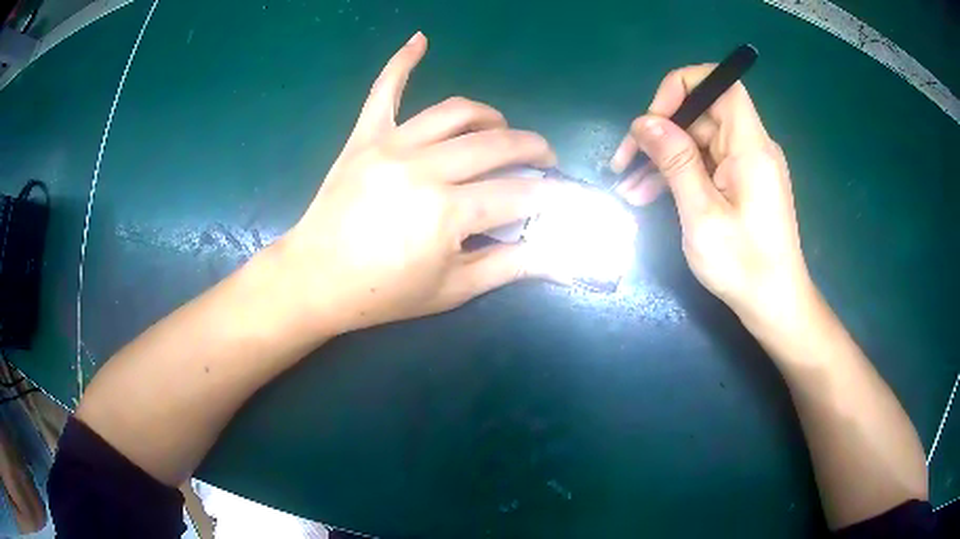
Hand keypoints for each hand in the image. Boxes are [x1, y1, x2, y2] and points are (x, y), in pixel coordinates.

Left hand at [273, 32, 568, 338]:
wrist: (315, 280)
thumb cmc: (384, 294)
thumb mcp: (453, 289)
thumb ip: (511, 266)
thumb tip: (561, 257)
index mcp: (447, 212)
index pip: (520, 195)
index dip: (551, 195)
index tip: (566, 196)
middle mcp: (424, 168)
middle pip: (496, 145)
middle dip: (533, 149)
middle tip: (545, 160)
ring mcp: (391, 145)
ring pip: (455, 112)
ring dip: (490, 117)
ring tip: (501, 130)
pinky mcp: (365, 137)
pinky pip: (385, 90)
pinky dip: (402, 62)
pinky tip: (420, 40)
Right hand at [611, 65, 813, 326]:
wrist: (775, 305)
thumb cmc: (744, 265)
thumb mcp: (702, 214)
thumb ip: (675, 161)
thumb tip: (644, 121)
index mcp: (750, 146)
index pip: (720, 84)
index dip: (683, 87)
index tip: (653, 118)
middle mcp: (751, 147)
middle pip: (701, 114)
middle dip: (660, 132)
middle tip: (624, 163)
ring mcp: (746, 166)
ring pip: (697, 142)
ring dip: (662, 159)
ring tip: (628, 188)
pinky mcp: (741, 184)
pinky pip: (705, 165)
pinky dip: (677, 175)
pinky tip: (647, 196)